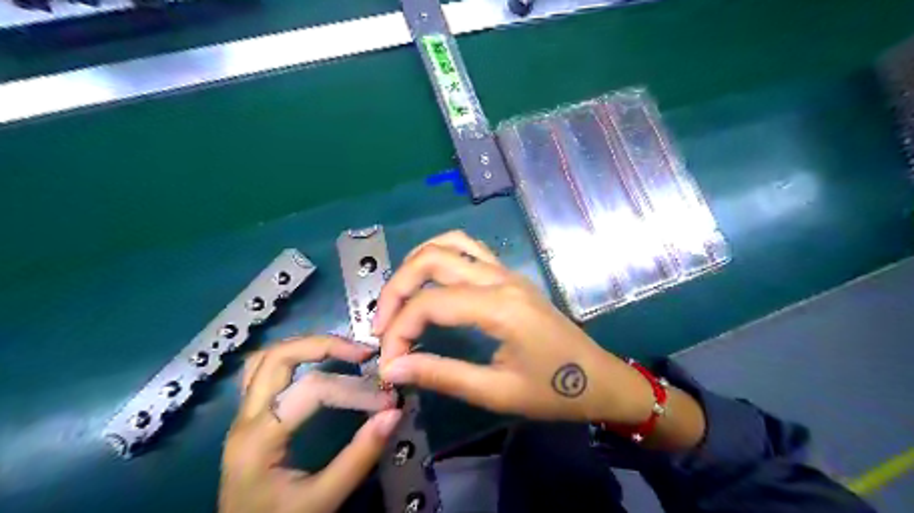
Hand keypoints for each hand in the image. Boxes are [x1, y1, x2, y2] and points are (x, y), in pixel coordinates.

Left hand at [219, 337, 399, 511]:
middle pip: (279, 357)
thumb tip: (394, 413)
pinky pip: (262, 372)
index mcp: (259, 439)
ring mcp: (242, 416)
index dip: (354, 390)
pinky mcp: (249, 419)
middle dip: (325, 346)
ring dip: (306, 347)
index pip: (312, 390)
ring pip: (266, 358)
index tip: (388, 400)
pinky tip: (316, 365)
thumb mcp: (322, 501)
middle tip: (363, 353)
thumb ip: (359, 457)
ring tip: (343, 352)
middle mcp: (245, 418)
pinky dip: (292, 360)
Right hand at [371, 231, 657, 425]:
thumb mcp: (496, 393)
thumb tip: (392, 368)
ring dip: (415, 264)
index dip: (398, 330)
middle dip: (397, 289)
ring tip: (399, 298)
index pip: (430, 304)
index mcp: (499, 307)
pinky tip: (429, 282)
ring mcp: (506, 271)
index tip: (388, 363)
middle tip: (382, 325)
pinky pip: (468, 249)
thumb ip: (442, 375)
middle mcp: (500, 278)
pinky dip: (439, 256)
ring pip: (449, 243)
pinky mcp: (509, 275)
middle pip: (432, 260)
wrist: (599, 379)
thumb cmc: (553, 391)